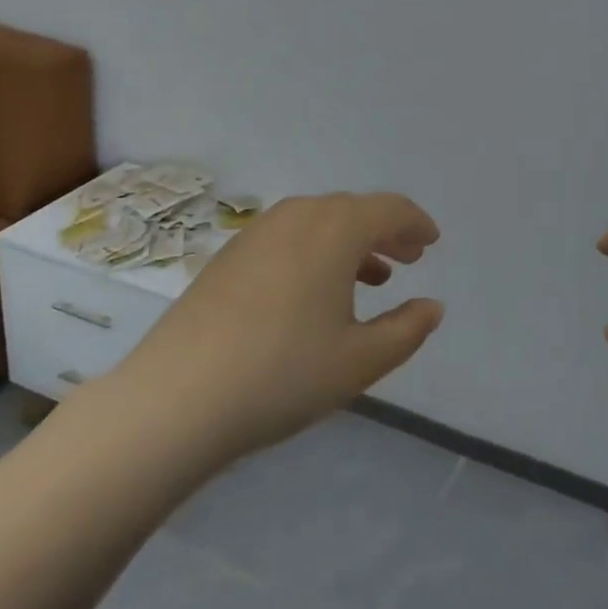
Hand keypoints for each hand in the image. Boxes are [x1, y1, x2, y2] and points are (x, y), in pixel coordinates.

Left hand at [113, 193, 443, 462]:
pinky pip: (289, 237)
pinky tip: (315, 291)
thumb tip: (433, 306)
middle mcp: (298, 215)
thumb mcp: (360, 361)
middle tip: (409, 258)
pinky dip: (316, 251)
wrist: (175, 399)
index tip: (431, 242)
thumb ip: (406, 329)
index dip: (416, 223)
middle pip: (354, 210)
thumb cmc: (282, 375)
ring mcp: (258, 232)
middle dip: (386, 231)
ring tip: (370, 277)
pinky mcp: (229, 255)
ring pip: (319, 222)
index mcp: (336, 228)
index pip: (389, 209)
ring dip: (351, 242)